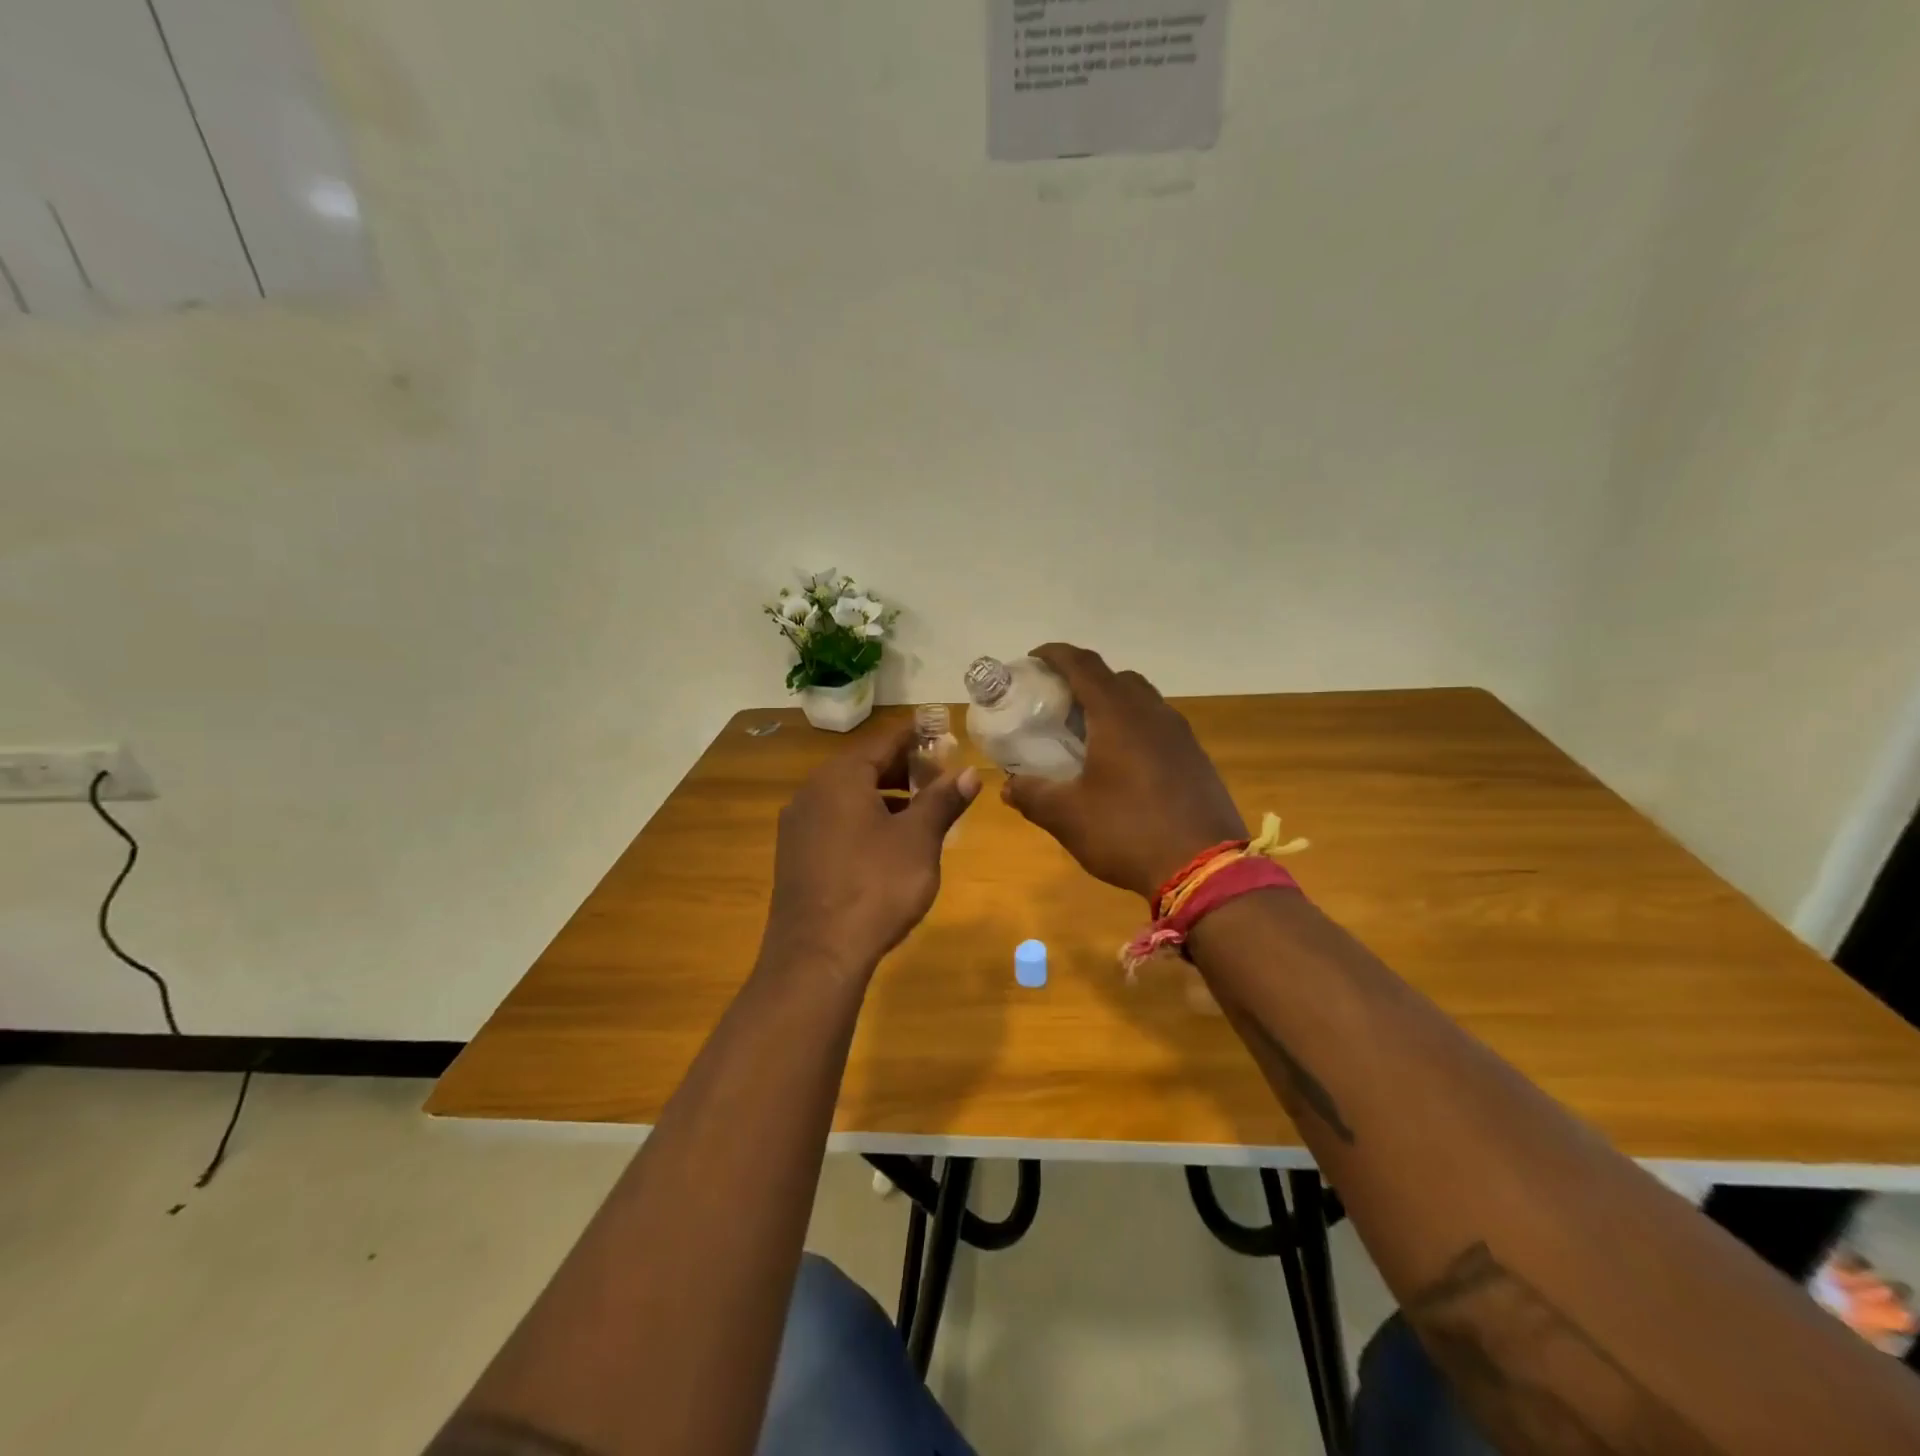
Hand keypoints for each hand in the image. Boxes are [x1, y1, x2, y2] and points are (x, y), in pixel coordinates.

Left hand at [760, 719, 980, 980]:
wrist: (817, 956)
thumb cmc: (875, 886)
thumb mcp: (918, 841)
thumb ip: (943, 801)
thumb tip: (970, 773)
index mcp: (840, 778)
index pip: (884, 742)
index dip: (915, 735)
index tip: (939, 730)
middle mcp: (812, 793)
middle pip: (863, 767)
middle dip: (902, 769)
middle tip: (937, 775)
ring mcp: (797, 826)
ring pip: (847, 797)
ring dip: (884, 796)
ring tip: (918, 810)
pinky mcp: (793, 856)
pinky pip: (834, 822)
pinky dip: (862, 820)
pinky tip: (885, 843)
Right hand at [1002, 644, 1245, 900]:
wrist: (1206, 869)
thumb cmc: (1129, 832)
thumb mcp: (1068, 817)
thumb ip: (1033, 795)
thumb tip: (1009, 786)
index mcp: (1119, 715)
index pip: (1084, 665)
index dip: (1055, 655)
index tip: (1033, 659)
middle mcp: (1153, 713)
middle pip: (1116, 678)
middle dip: (1084, 680)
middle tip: (1058, 703)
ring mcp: (1180, 735)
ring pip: (1142, 701)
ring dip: (1112, 705)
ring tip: (1087, 733)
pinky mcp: (1195, 758)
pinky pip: (1158, 727)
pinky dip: (1134, 729)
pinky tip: (1122, 764)